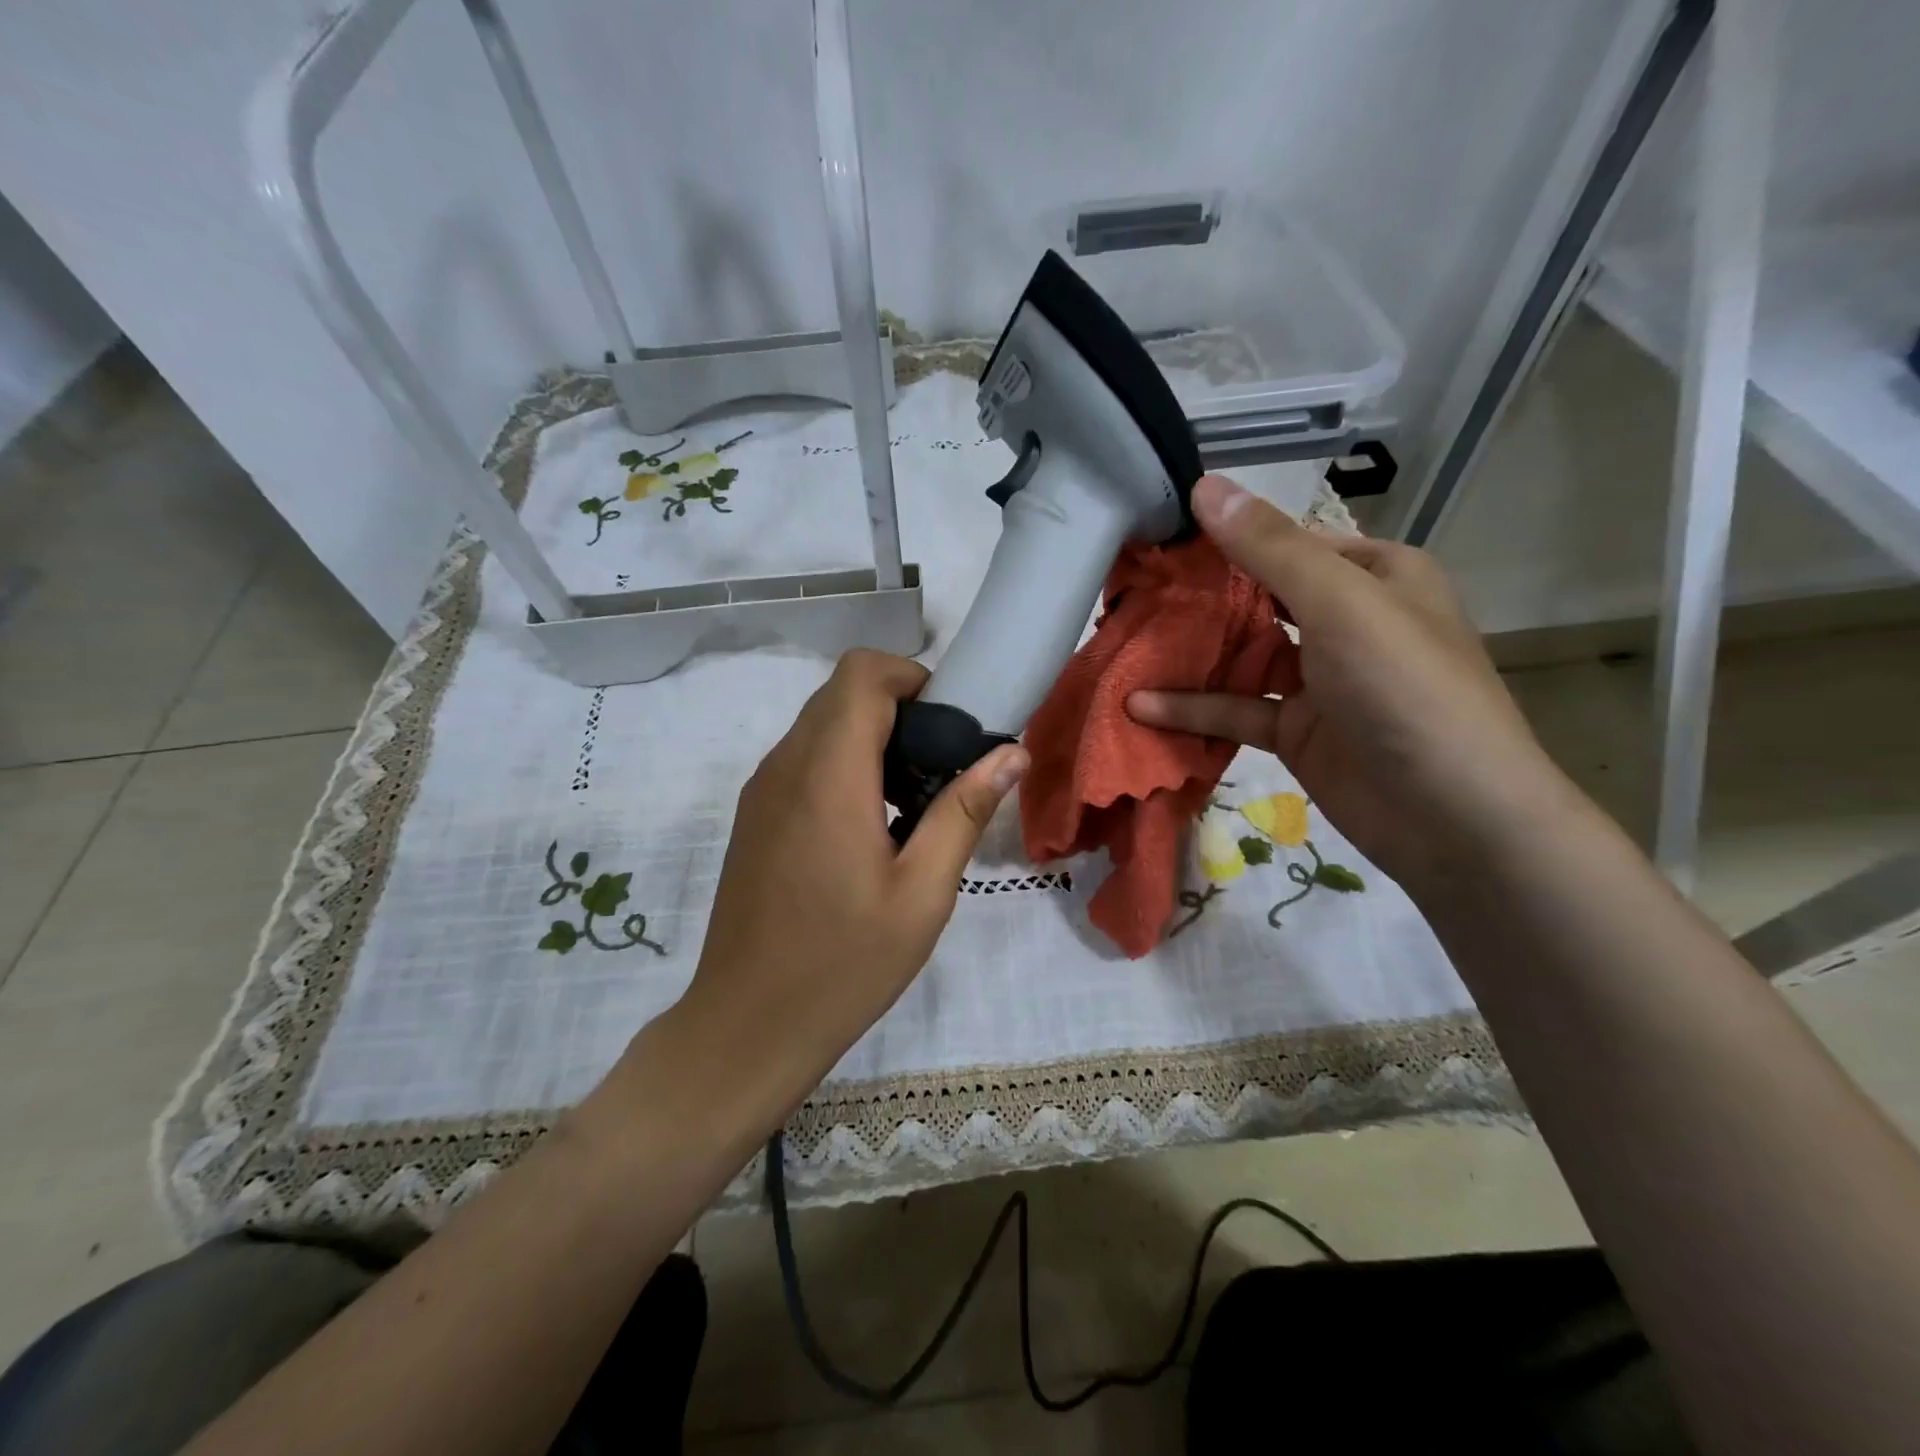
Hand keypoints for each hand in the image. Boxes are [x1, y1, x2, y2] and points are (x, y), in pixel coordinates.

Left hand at [671, 649, 1027, 1123]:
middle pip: (841, 693)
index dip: (911, 677)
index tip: (949, 725)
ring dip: (870, 738)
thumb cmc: (844, 964)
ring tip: (912, 800)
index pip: (861, 673)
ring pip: (820, 724)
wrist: (747, 1025)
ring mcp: (761, 790)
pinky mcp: (753, 815)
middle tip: (942, 766)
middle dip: (899, 708)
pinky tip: (869, 827)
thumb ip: (964, 811)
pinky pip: (802, 759)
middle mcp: (785, 766)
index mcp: (828, 774)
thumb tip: (1011, 752)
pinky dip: (843, 764)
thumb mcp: (922, 893)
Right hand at [1128, 475, 1573, 893]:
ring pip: (1243, 655)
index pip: (1289, 542)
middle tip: (1130, 592)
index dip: (1227, 538)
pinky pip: (1238, 709)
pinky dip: (1193, 707)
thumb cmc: (1406, 689)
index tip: (1159, 540)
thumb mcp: (1341, 603)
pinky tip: (1140, 705)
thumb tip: (1204, 486)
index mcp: (1375, 575)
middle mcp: (1348, 621)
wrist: (1451, 818)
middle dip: (1199, 598)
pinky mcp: (1297, 730)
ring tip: (1125, 642)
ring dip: (1190, 653)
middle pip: (1260, 598)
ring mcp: (1321, 680)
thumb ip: (1270, 548)